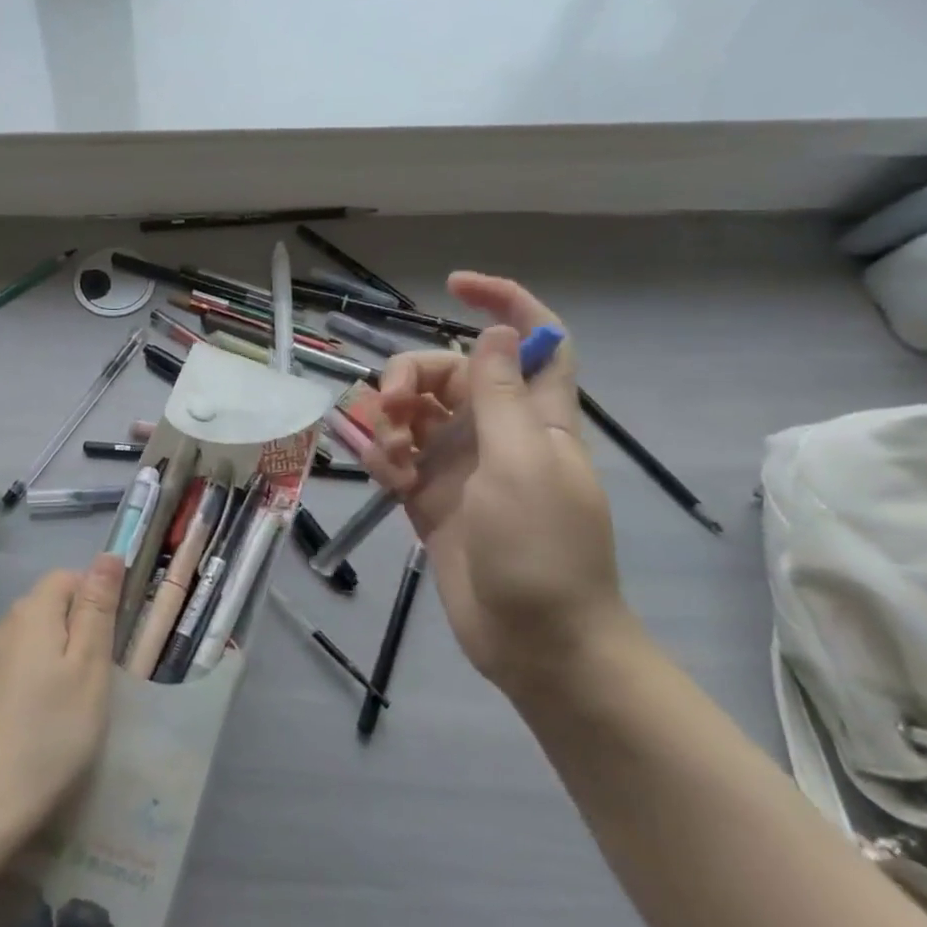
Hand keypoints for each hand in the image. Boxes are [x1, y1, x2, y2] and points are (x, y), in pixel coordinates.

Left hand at [0, 554, 124, 841]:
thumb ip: (97, 610)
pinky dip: (31, 684)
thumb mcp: (88, 669)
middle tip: (97, 679)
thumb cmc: (48, 734)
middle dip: (76, 631)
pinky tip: (38, 724)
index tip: (111, 642)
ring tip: (71, 706)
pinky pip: (12, 670)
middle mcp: (2, 626)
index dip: (94, 599)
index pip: (67, 578)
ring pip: (30, 641)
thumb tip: (108, 555)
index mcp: (32, 613)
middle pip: (47, 608)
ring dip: (53, 660)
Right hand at [364, 273, 626, 694]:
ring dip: (391, 421)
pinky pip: (397, 454)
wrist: (535, 642)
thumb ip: (502, 395)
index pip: (533, 338)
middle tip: (393, 407)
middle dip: (412, 376)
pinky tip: (387, 479)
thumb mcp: (522, 463)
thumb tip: (496, 332)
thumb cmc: (542, 549)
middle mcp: (497, 429)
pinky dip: (385, 456)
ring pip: (415, 411)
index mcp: (535, 415)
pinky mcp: (431, 495)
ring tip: (391, 458)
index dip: (503, 302)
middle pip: (449, 371)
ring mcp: (461, 463)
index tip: (454, 285)